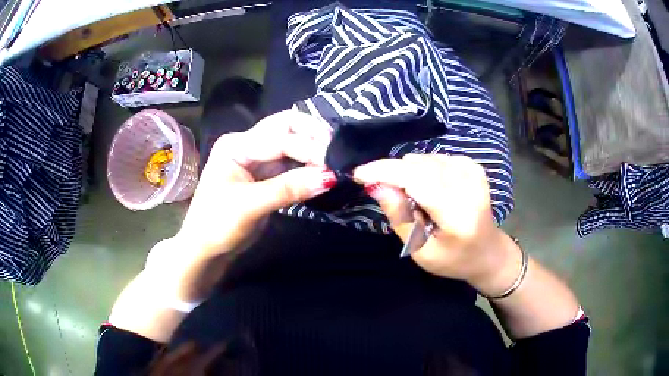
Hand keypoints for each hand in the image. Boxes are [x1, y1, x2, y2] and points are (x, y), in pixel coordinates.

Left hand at [175, 109, 335, 255]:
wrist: (205, 250)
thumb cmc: (217, 226)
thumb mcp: (250, 206)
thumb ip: (288, 189)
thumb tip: (329, 177)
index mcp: (236, 145)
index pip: (279, 138)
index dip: (308, 148)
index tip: (335, 162)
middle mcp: (247, 144)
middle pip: (286, 127)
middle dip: (313, 134)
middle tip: (338, 150)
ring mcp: (256, 158)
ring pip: (291, 143)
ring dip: (312, 148)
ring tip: (336, 159)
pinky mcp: (265, 175)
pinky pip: (291, 162)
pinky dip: (307, 164)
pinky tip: (322, 169)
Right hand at [354, 154, 514, 289]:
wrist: (487, 252)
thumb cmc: (453, 259)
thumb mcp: (420, 251)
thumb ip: (400, 216)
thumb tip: (376, 184)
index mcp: (459, 215)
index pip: (418, 181)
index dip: (385, 172)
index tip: (359, 173)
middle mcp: (469, 187)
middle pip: (419, 166)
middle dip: (394, 175)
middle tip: (388, 195)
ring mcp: (473, 172)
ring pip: (424, 159)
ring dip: (408, 174)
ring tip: (415, 200)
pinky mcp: (472, 166)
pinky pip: (434, 158)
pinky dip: (423, 170)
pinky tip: (427, 188)